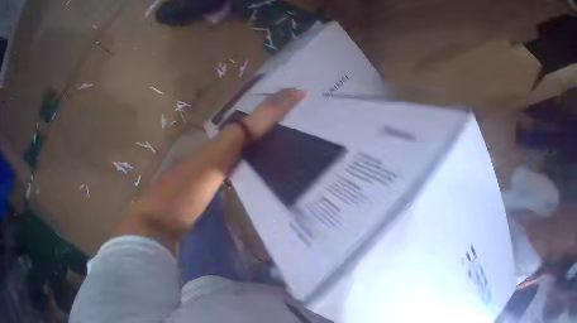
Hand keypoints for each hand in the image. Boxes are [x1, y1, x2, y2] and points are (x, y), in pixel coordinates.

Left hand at [242, 88, 306, 138]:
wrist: (247, 131)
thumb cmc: (264, 120)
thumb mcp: (278, 110)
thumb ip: (289, 102)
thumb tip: (302, 92)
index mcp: (272, 98)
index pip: (285, 91)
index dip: (294, 91)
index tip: (303, 91)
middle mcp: (268, 101)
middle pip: (280, 95)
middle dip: (289, 94)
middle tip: (299, 95)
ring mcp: (264, 108)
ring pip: (276, 101)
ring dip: (284, 100)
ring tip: (292, 102)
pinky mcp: (262, 116)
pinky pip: (273, 108)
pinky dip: (279, 107)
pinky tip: (281, 110)